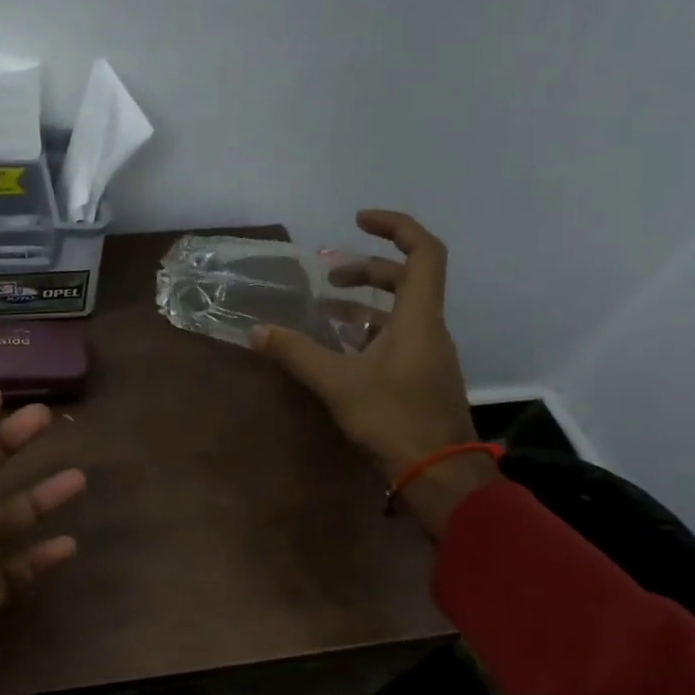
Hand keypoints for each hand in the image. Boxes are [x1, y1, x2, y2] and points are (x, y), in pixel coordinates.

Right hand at [254, 211, 495, 535]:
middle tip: (328, 277)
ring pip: (400, 313)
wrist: (438, 474)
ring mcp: (428, 356)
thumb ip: (296, 354)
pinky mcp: (420, 379)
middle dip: (367, 270)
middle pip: (407, 281)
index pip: (424, 253)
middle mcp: (429, 330)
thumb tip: (256, 332)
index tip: (358, 220)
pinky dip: (368, 333)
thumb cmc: (393, 419)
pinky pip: (396, 339)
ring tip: (324, 311)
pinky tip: (338, 350)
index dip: (396, 227)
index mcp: (419, 319)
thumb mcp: (337, 383)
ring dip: (364, 304)